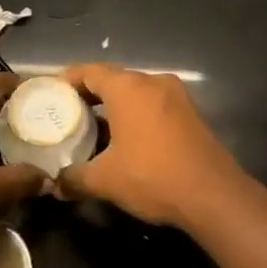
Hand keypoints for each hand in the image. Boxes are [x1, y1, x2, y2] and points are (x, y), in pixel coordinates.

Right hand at [57, 63, 252, 232]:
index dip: (68, 80)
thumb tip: (54, 186)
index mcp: (128, 88)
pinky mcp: (191, 113)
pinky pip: (154, 104)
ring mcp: (176, 96)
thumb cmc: (153, 177)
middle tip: (68, 113)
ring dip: (115, 106)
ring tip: (94, 128)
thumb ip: (75, 178)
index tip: (52, 94)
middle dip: (89, 94)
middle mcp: (153, 82)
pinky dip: (136, 114)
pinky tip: (126, 139)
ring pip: (136, 92)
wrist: (214, 196)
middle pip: (113, 79)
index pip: (90, 71)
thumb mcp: (105, 180)